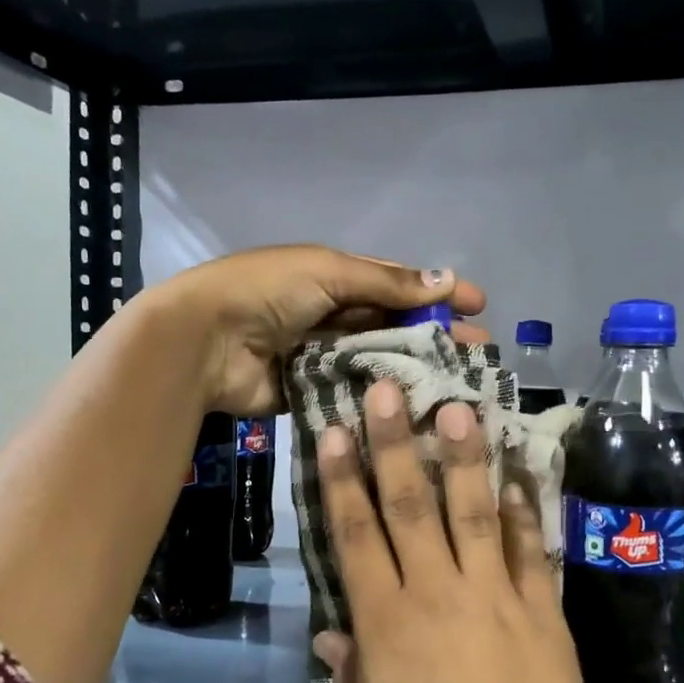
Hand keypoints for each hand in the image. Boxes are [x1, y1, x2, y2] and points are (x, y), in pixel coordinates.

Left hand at [143, 246, 487, 415]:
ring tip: (460, 385)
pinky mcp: (313, 392)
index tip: (479, 306)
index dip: (437, 293)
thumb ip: (387, 283)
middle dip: (436, 336)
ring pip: (380, 361)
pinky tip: (420, 410)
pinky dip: (383, 399)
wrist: (203, 341)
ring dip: (417, 369)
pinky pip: (356, 393)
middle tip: (480, 354)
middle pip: (395, 326)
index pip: (398, 284)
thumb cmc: (266, 292)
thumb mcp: (328, 272)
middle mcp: (334, 314)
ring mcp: (324, 356)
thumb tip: (447, 279)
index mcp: (336, 276)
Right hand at [314, 381, 639, 682]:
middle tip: (388, 389)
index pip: (355, 535)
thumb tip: (331, 637)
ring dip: (464, 455)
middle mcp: (436, 593)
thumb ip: (352, 677)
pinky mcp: (542, 609)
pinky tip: (519, 473)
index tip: (335, 430)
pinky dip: (526, 509)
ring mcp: (494, 595)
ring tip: (459, 405)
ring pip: (473, 510)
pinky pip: (532, 548)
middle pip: (410, 504)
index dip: (342, 479)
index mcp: (385, 625)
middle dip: (395, 442)